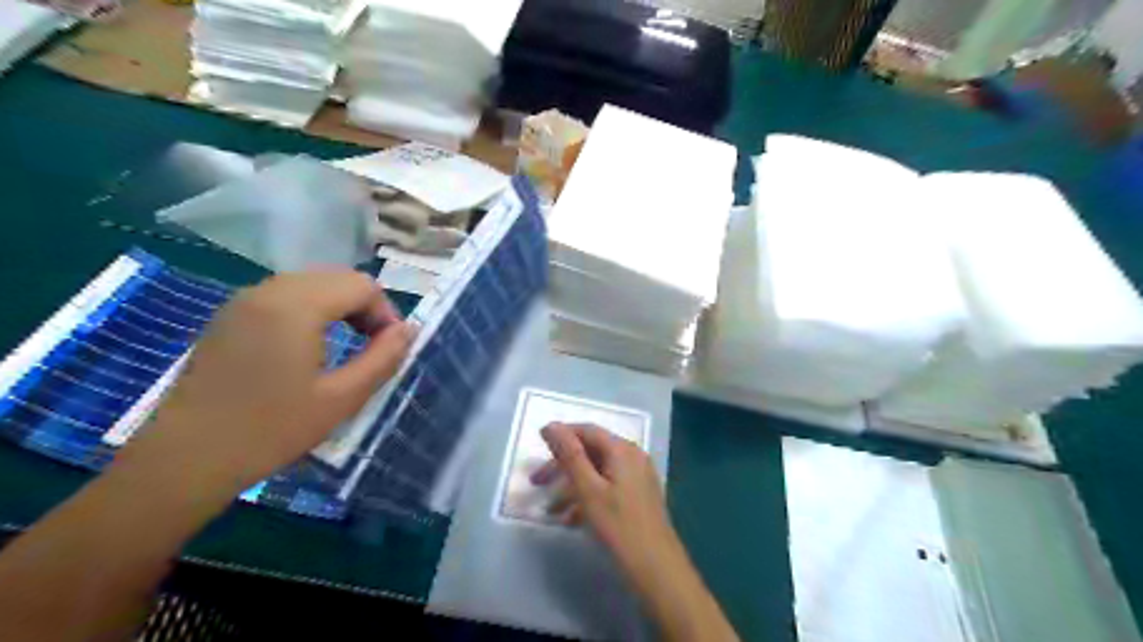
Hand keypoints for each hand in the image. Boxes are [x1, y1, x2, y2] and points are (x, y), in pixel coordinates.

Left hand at [110, 272, 412, 500]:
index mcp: (296, 305)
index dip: (386, 313)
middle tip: (373, 348)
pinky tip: (309, 347)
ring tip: (347, 347)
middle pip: (337, 278)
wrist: (185, 460)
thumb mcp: (342, 398)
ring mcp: (243, 301)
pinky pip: (285, 296)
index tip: (390, 349)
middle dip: (365, 307)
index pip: (361, 285)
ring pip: (311, 284)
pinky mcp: (229, 316)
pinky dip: (311, 310)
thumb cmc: (271, 430)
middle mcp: (268, 290)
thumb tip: (409, 330)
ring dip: (339, 308)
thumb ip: (383, 358)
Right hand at [534, 426, 682, 586]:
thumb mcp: (588, 489)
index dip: (561, 435)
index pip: (587, 431)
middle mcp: (632, 457)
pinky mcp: (638, 497)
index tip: (537, 445)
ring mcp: (637, 477)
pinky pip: (607, 487)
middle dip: (562, 466)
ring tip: (551, 509)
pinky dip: (587, 498)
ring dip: (572, 486)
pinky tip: (571, 520)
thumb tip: (551, 425)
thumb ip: (569, 455)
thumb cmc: (618, 526)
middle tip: (536, 482)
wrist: (656, 568)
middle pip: (591, 452)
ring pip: (597, 473)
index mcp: (622, 450)